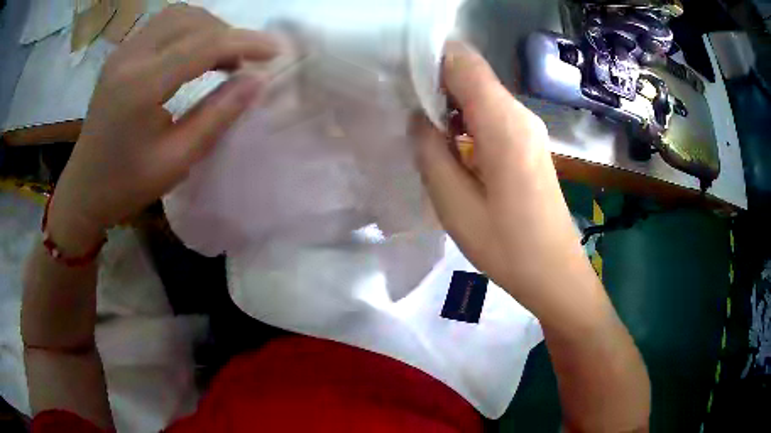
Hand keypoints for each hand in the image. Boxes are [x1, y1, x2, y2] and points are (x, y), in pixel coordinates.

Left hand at [48, 5, 278, 252]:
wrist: (83, 190)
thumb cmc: (126, 185)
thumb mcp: (177, 160)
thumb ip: (217, 116)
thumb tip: (256, 81)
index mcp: (141, 86)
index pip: (204, 44)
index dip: (245, 42)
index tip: (275, 51)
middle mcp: (130, 57)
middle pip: (192, 20)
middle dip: (226, 34)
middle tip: (243, 62)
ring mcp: (122, 52)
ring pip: (177, 15)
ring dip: (207, 28)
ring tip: (220, 56)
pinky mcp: (120, 55)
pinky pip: (162, 25)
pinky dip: (187, 31)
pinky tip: (193, 54)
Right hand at [416, 42, 596, 316]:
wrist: (554, 272)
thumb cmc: (506, 246)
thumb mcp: (455, 204)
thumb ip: (431, 151)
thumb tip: (420, 117)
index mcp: (504, 124)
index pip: (464, 62)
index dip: (430, 59)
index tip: (399, 75)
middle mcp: (520, 115)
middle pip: (473, 75)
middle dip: (435, 81)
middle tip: (402, 104)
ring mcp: (528, 128)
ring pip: (482, 94)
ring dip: (450, 102)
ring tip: (422, 127)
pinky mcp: (529, 142)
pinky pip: (493, 115)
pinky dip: (467, 118)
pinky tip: (451, 144)